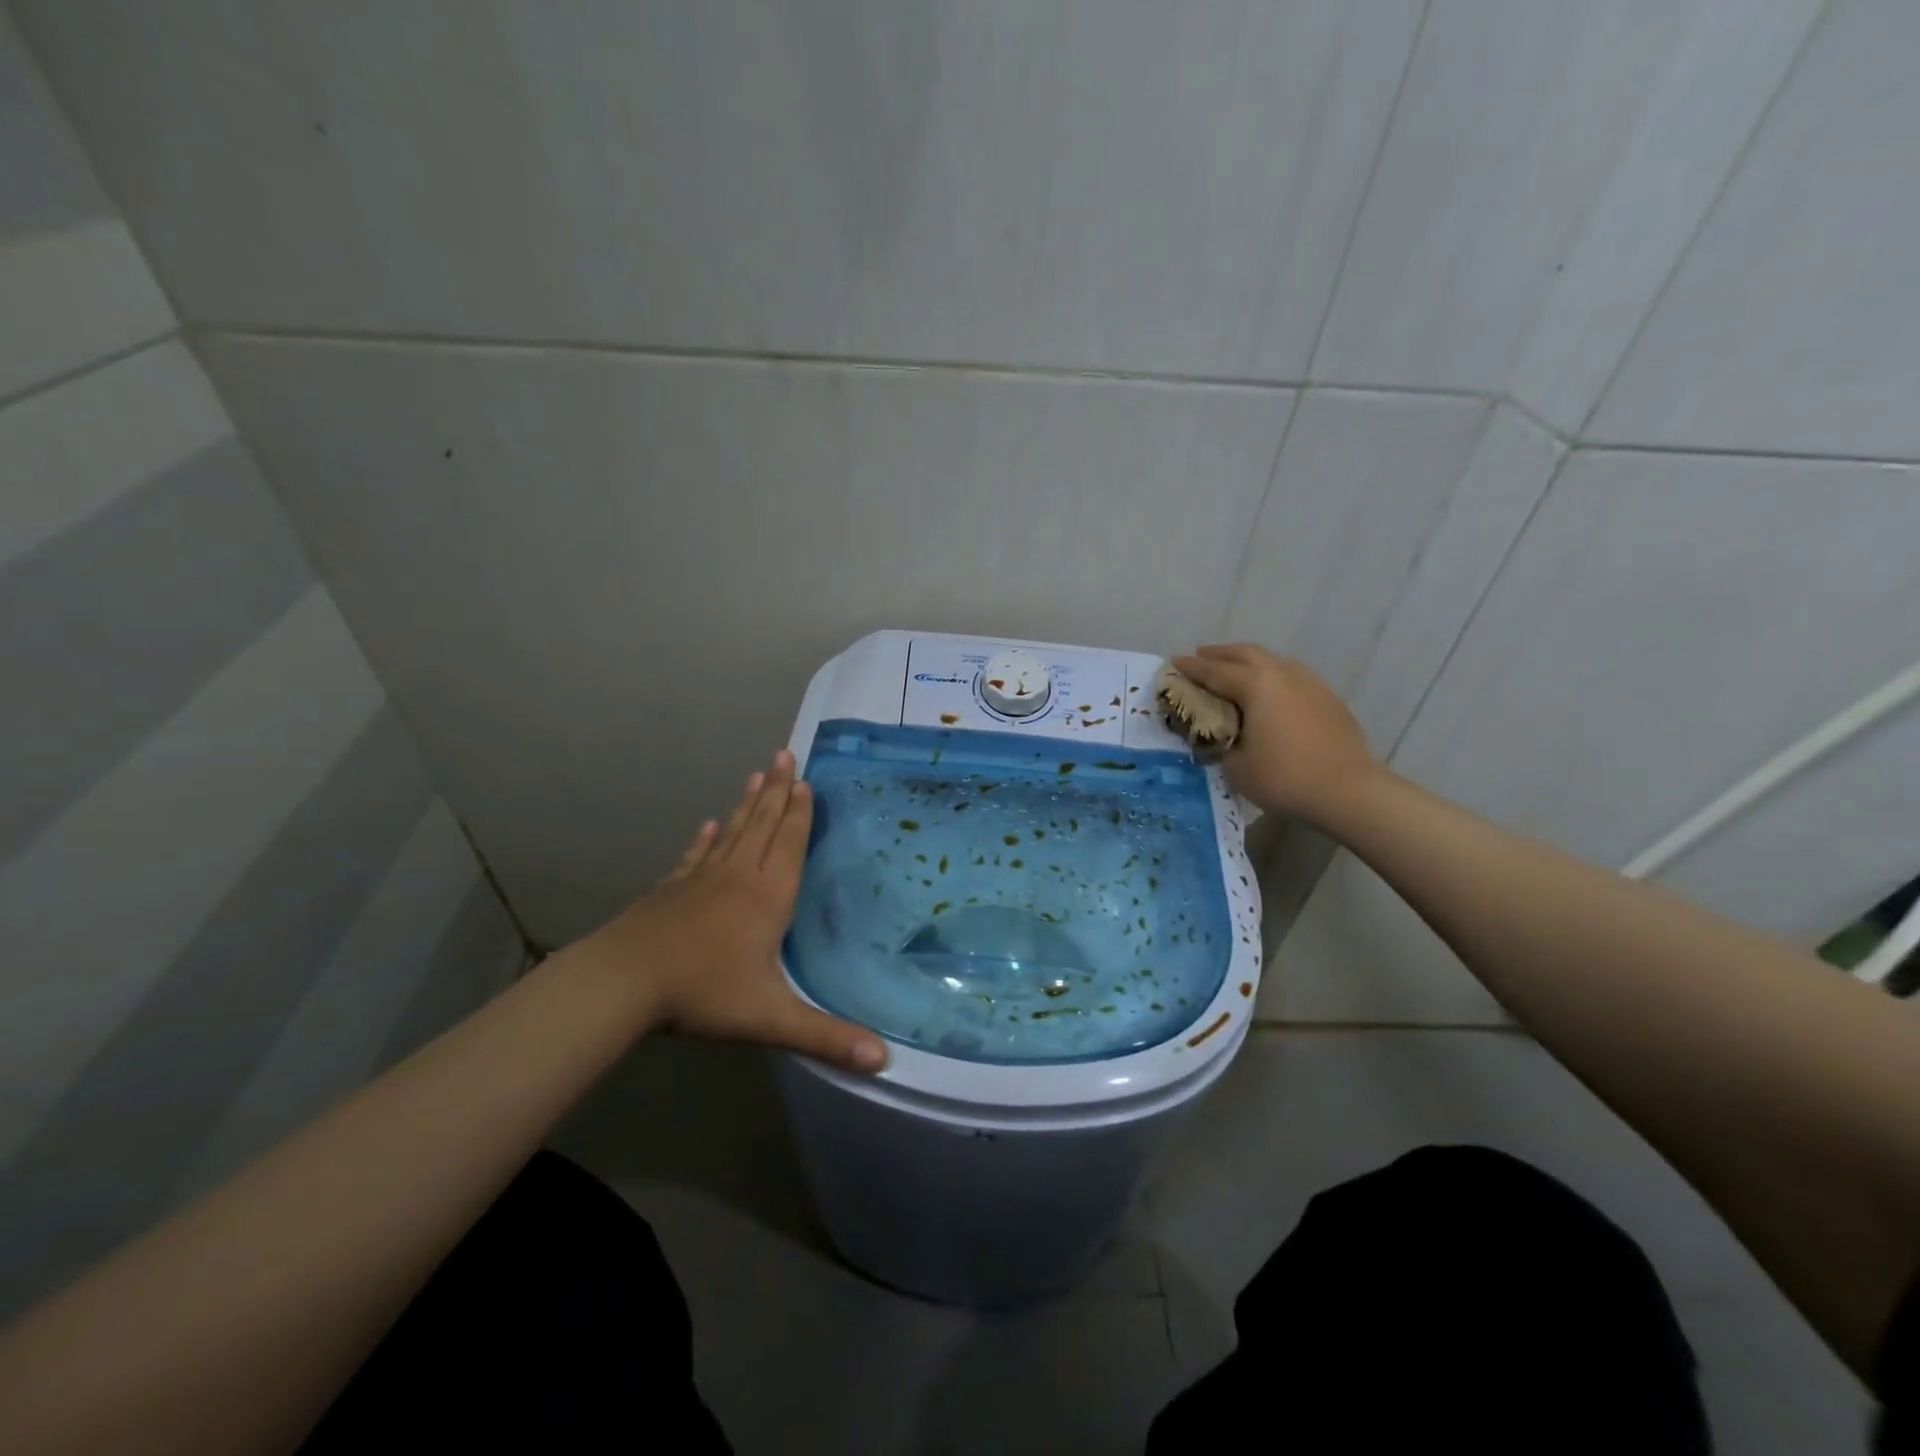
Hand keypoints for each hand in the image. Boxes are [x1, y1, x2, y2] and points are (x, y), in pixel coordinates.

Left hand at [568, 750, 888, 1073]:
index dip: (800, 813)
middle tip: (784, 755)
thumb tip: (883, 1060)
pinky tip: (707, 825)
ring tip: (757, 774)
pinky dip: (705, 838)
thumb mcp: (770, 1019)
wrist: (623, 983)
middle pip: (762, 825)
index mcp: (767, 897)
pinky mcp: (671, 890)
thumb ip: (826, 1037)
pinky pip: (695, 856)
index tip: (806, 780)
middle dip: (777, 790)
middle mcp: (738, 877)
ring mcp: (700, 880)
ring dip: (747, 803)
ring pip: (731, 832)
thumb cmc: (703, 993)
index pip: (789, 844)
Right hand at [1171, 644, 1380, 822]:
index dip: (1190, 668)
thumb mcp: (1235, 766)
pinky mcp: (1327, 698)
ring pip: (1271, 661)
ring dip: (1248, 662)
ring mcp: (1309, 683)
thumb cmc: (1284, 777)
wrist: (1348, 790)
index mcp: (1255, 685)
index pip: (1214, 671)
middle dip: (1219, 654)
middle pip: (1244, 654)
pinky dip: (1271, 676)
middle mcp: (1282, 674)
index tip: (1173, 662)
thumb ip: (1221, 743)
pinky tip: (1269, 692)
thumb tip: (1222, 736)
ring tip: (1234, 671)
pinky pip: (1290, 676)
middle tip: (1201, 656)